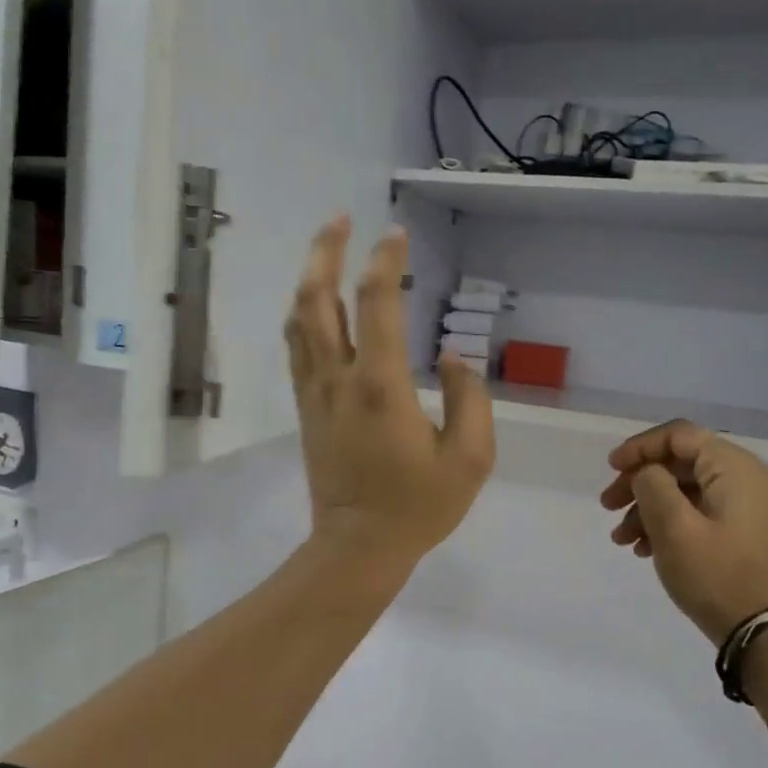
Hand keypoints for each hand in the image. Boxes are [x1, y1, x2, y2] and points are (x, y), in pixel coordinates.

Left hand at [285, 216, 495, 568]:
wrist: (357, 547)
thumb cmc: (418, 507)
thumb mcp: (470, 459)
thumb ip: (470, 400)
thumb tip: (454, 359)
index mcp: (381, 386)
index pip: (377, 304)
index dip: (385, 261)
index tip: (395, 234)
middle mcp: (339, 378)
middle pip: (317, 298)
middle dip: (325, 251)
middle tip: (341, 220)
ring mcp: (314, 393)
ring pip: (299, 320)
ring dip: (309, 278)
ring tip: (326, 250)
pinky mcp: (305, 409)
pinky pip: (296, 348)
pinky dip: (303, 315)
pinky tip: (314, 305)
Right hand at [601, 420, 767, 643]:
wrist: (756, 630)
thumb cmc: (714, 574)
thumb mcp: (674, 526)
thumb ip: (652, 484)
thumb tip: (646, 473)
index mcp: (735, 468)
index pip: (680, 436)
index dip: (640, 446)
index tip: (611, 468)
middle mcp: (743, 477)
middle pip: (678, 462)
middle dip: (638, 481)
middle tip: (607, 505)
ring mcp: (741, 504)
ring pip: (682, 487)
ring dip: (646, 506)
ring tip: (620, 537)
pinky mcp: (735, 527)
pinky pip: (693, 509)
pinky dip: (664, 521)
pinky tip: (641, 547)